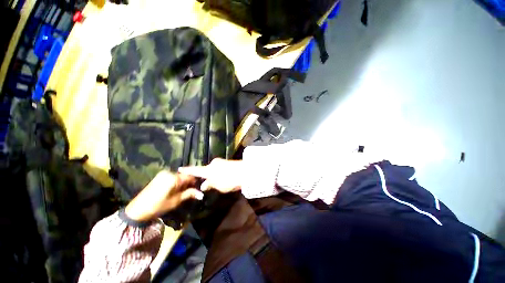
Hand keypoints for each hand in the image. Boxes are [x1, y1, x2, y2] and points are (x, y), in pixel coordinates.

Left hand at [125, 171, 203, 221]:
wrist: (138, 210)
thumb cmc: (158, 206)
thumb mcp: (176, 201)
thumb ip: (189, 194)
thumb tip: (201, 194)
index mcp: (174, 178)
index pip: (190, 176)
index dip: (196, 182)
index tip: (199, 187)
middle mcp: (169, 172)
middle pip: (184, 175)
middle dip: (189, 182)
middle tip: (192, 191)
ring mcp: (163, 174)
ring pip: (179, 176)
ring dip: (183, 182)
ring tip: (183, 191)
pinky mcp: (160, 176)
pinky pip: (173, 176)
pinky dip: (177, 181)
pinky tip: (176, 189)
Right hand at [178, 158, 244, 193]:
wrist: (245, 172)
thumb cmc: (229, 180)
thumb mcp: (218, 185)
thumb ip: (209, 184)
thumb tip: (203, 185)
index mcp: (208, 169)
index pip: (195, 170)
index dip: (187, 170)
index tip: (180, 169)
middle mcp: (213, 164)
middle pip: (205, 170)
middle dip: (204, 176)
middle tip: (204, 184)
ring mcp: (221, 162)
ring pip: (213, 170)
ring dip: (212, 176)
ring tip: (214, 183)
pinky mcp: (227, 163)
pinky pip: (219, 169)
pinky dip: (218, 174)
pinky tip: (221, 178)